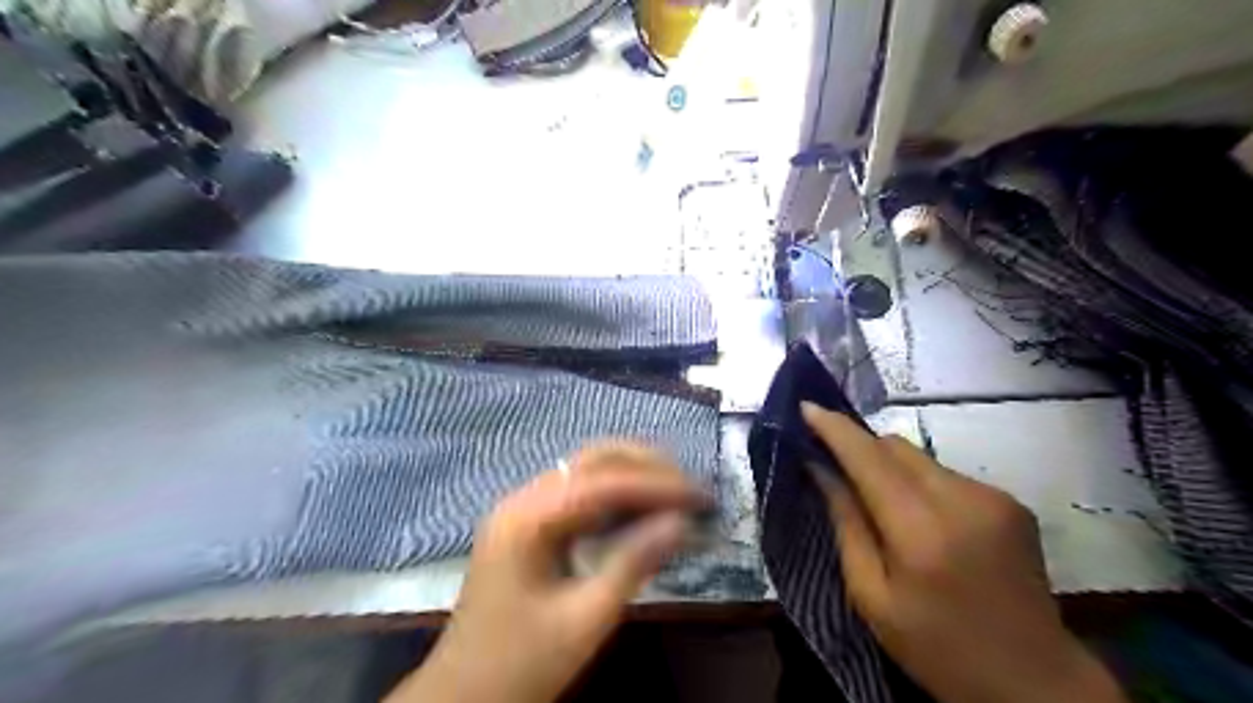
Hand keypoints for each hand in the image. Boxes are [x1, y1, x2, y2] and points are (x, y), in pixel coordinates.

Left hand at [387, 444, 704, 701]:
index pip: (603, 482)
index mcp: (527, 519)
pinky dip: (615, 494)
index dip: (657, 484)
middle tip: (690, 487)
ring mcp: (523, 510)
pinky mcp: (529, 525)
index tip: (700, 495)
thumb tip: (682, 522)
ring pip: (585, 471)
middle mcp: (522, 500)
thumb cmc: (521, 664)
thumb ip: (633, 563)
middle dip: (646, 466)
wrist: (462, 698)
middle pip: (591, 460)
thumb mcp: (585, 620)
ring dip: (632, 474)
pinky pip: (578, 494)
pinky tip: (641, 506)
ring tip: (675, 491)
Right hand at [807, 405, 1130, 701]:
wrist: (1035, 682)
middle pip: (895, 446)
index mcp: (921, 531)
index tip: (806, 407)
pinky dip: (921, 485)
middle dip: (860, 448)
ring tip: (882, 505)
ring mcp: (993, 497)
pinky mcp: (1011, 502)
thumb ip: (845, 524)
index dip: (834, 428)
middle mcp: (962, 500)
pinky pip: (946, 475)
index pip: (868, 458)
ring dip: (891, 468)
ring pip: (920, 458)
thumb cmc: (937, 648)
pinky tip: (925, 522)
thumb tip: (820, 470)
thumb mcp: (871, 596)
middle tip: (835, 468)